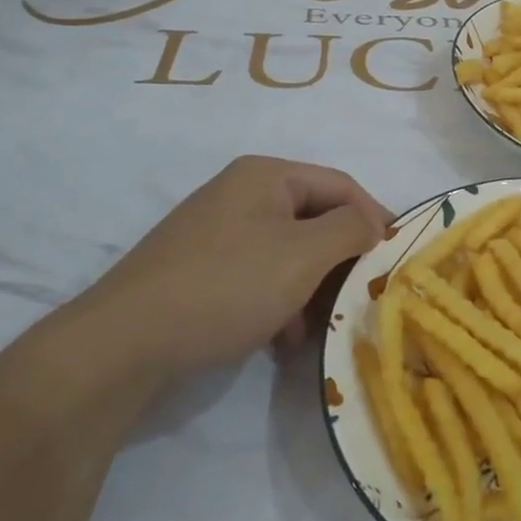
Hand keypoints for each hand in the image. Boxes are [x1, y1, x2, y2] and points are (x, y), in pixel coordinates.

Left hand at [75, 156, 389, 382]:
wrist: (123, 344)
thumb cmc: (226, 287)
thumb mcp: (303, 255)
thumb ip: (350, 229)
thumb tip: (371, 222)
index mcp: (266, 176)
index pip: (341, 185)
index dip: (375, 218)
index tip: (397, 259)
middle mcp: (241, 195)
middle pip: (315, 220)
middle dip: (341, 262)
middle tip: (362, 298)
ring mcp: (217, 234)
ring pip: (289, 254)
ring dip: (312, 289)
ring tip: (319, 329)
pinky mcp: (200, 271)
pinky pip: (259, 276)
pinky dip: (280, 303)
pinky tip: (282, 340)